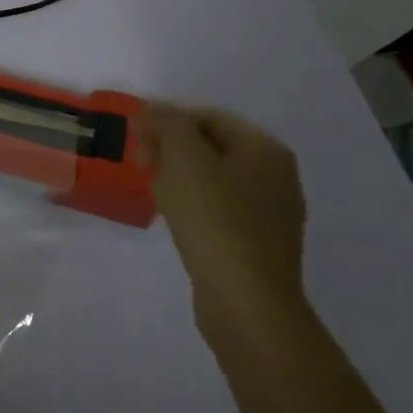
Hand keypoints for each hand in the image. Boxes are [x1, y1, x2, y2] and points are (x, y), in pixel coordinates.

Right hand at [137, 105, 307, 339]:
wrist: (246, 302)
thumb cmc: (215, 220)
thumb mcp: (184, 158)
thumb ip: (167, 123)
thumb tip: (154, 109)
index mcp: (265, 148)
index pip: (208, 116)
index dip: (168, 120)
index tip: (136, 137)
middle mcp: (276, 175)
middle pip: (213, 146)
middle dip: (172, 147)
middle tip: (140, 162)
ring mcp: (271, 212)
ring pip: (214, 179)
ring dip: (179, 176)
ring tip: (151, 188)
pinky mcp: (258, 244)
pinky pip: (219, 209)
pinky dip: (193, 204)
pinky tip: (173, 217)